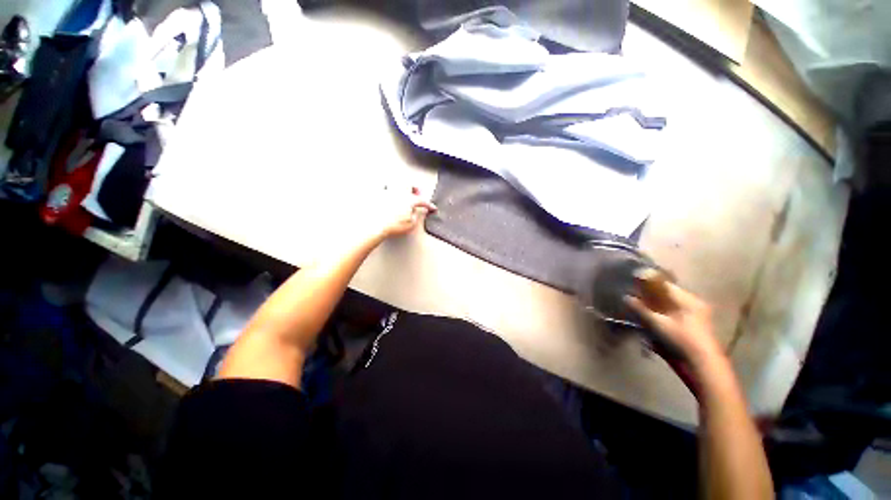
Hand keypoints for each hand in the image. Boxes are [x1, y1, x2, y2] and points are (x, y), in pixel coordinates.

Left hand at [376, 186, 437, 238]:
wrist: (376, 226)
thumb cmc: (392, 225)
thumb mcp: (411, 224)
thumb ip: (416, 215)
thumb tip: (416, 212)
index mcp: (409, 200)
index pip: (422, 200)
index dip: (428, 205)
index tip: (431, 208)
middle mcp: (399, 193)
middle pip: (409, 184)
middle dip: (415, 187)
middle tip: (417, 193)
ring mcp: (387, 192)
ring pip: (396, 182)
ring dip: (402, 185)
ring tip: (403, 189)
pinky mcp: (377, 195)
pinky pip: (383, 187)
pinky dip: (387, 188)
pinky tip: (387, 191)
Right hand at [625, 282, 723, 370]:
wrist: (701, 367)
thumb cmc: (682, 340)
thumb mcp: (658, 323)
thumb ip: (641, 309)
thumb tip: (626, 297)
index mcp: (688, 299)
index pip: (665, 284)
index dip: (648, 281)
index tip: (633, 281)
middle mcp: (692, 305)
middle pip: (666, 295)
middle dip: (649, 295)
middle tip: (632, 296)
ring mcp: (692, 317)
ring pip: (668, 305)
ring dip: (653, 306)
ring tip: (637, 308)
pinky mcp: (689, 329)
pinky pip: (670, 315)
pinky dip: (659, 315)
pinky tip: (648, 320)